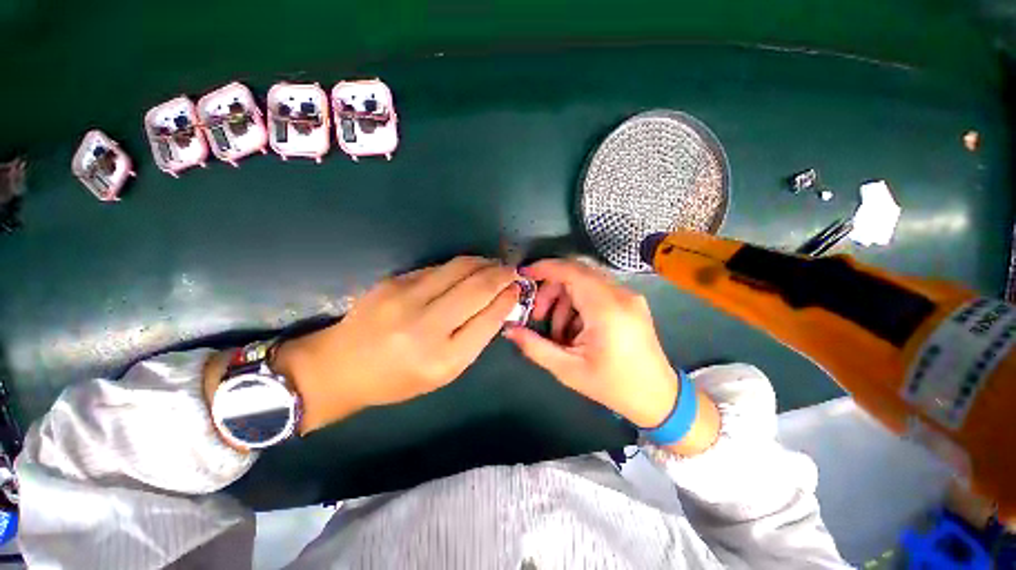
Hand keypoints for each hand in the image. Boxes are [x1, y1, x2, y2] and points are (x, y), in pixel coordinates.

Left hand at [274, 257, 520, 433]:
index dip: (508, 298)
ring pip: (460, 268)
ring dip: (484, 263)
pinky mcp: (394, 281)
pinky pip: (439, 267)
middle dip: (502, 274)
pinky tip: (468, 269)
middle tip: (513, 271)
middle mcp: (426, 326)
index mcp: (443, 359)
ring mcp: (406, 298)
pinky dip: (461, 266)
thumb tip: (499, 304)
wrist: (341, 366)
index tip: (518, 288)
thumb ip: (474, 339)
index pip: (489, 317)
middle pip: (477, 287)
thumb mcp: (443, 372)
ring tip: (495, 265)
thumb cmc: (397, 378)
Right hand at [502, 259, 679, 427]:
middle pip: (576, 273)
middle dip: (551, 289)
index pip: (571, 271)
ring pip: (585, 281)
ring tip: (558, 332)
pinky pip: (597, 290)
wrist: (658, 398)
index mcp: (606, 308)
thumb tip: (509, 329)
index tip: (524, 275)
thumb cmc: (612, 386)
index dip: (544, 268)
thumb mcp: (568, 370)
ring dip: (564, 299)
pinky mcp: (631, 301)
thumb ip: (535, 347)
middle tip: (538, 315)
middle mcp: (620, 294)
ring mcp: (629, 296)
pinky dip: (579, 303)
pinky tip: (575, 329)